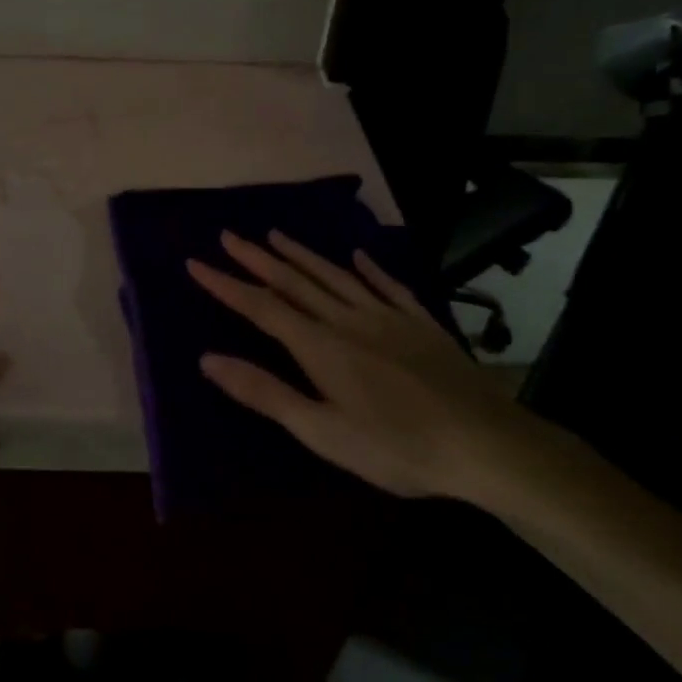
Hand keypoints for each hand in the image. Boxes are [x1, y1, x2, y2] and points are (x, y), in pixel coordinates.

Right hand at [188, 231, 566, 502]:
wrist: (485, 443)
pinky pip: (387, 285)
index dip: (226, 285)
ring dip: (302, 254)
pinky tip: (357, 255)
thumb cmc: (396, 447)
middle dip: (256, 259)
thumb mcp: (322, 431)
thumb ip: (266, 392)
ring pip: (335, 276)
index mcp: (320, 346)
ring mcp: (387, 316)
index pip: (261, 307)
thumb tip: (208, 359)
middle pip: (294, 282)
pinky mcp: (420, 323)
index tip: (196, 263)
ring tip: (275, 235)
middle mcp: (348, 319)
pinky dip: (368, 268)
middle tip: (228, 236)